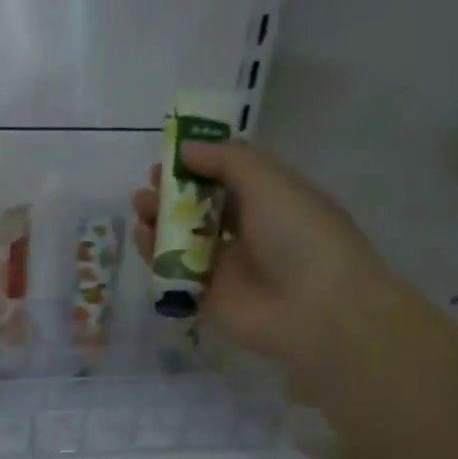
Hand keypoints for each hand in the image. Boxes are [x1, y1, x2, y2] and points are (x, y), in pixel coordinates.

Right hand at [132, 141, 390, 378]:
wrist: (316, 310)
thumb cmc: (300, 236)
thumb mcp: (270, 183)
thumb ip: (227, 161)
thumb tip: (185, 148)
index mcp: (271, 200)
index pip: (229, 177)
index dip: (199, 165)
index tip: (169, 157)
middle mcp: (248, 231)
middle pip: (200, 207)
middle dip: (172, 193)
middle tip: (149, 186)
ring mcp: (224, 265)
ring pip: (182, 238)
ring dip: (160, 220)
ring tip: (141, 208)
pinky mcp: (204, 295)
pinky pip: (173, 270)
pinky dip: (155, 253)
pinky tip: (143, 236)